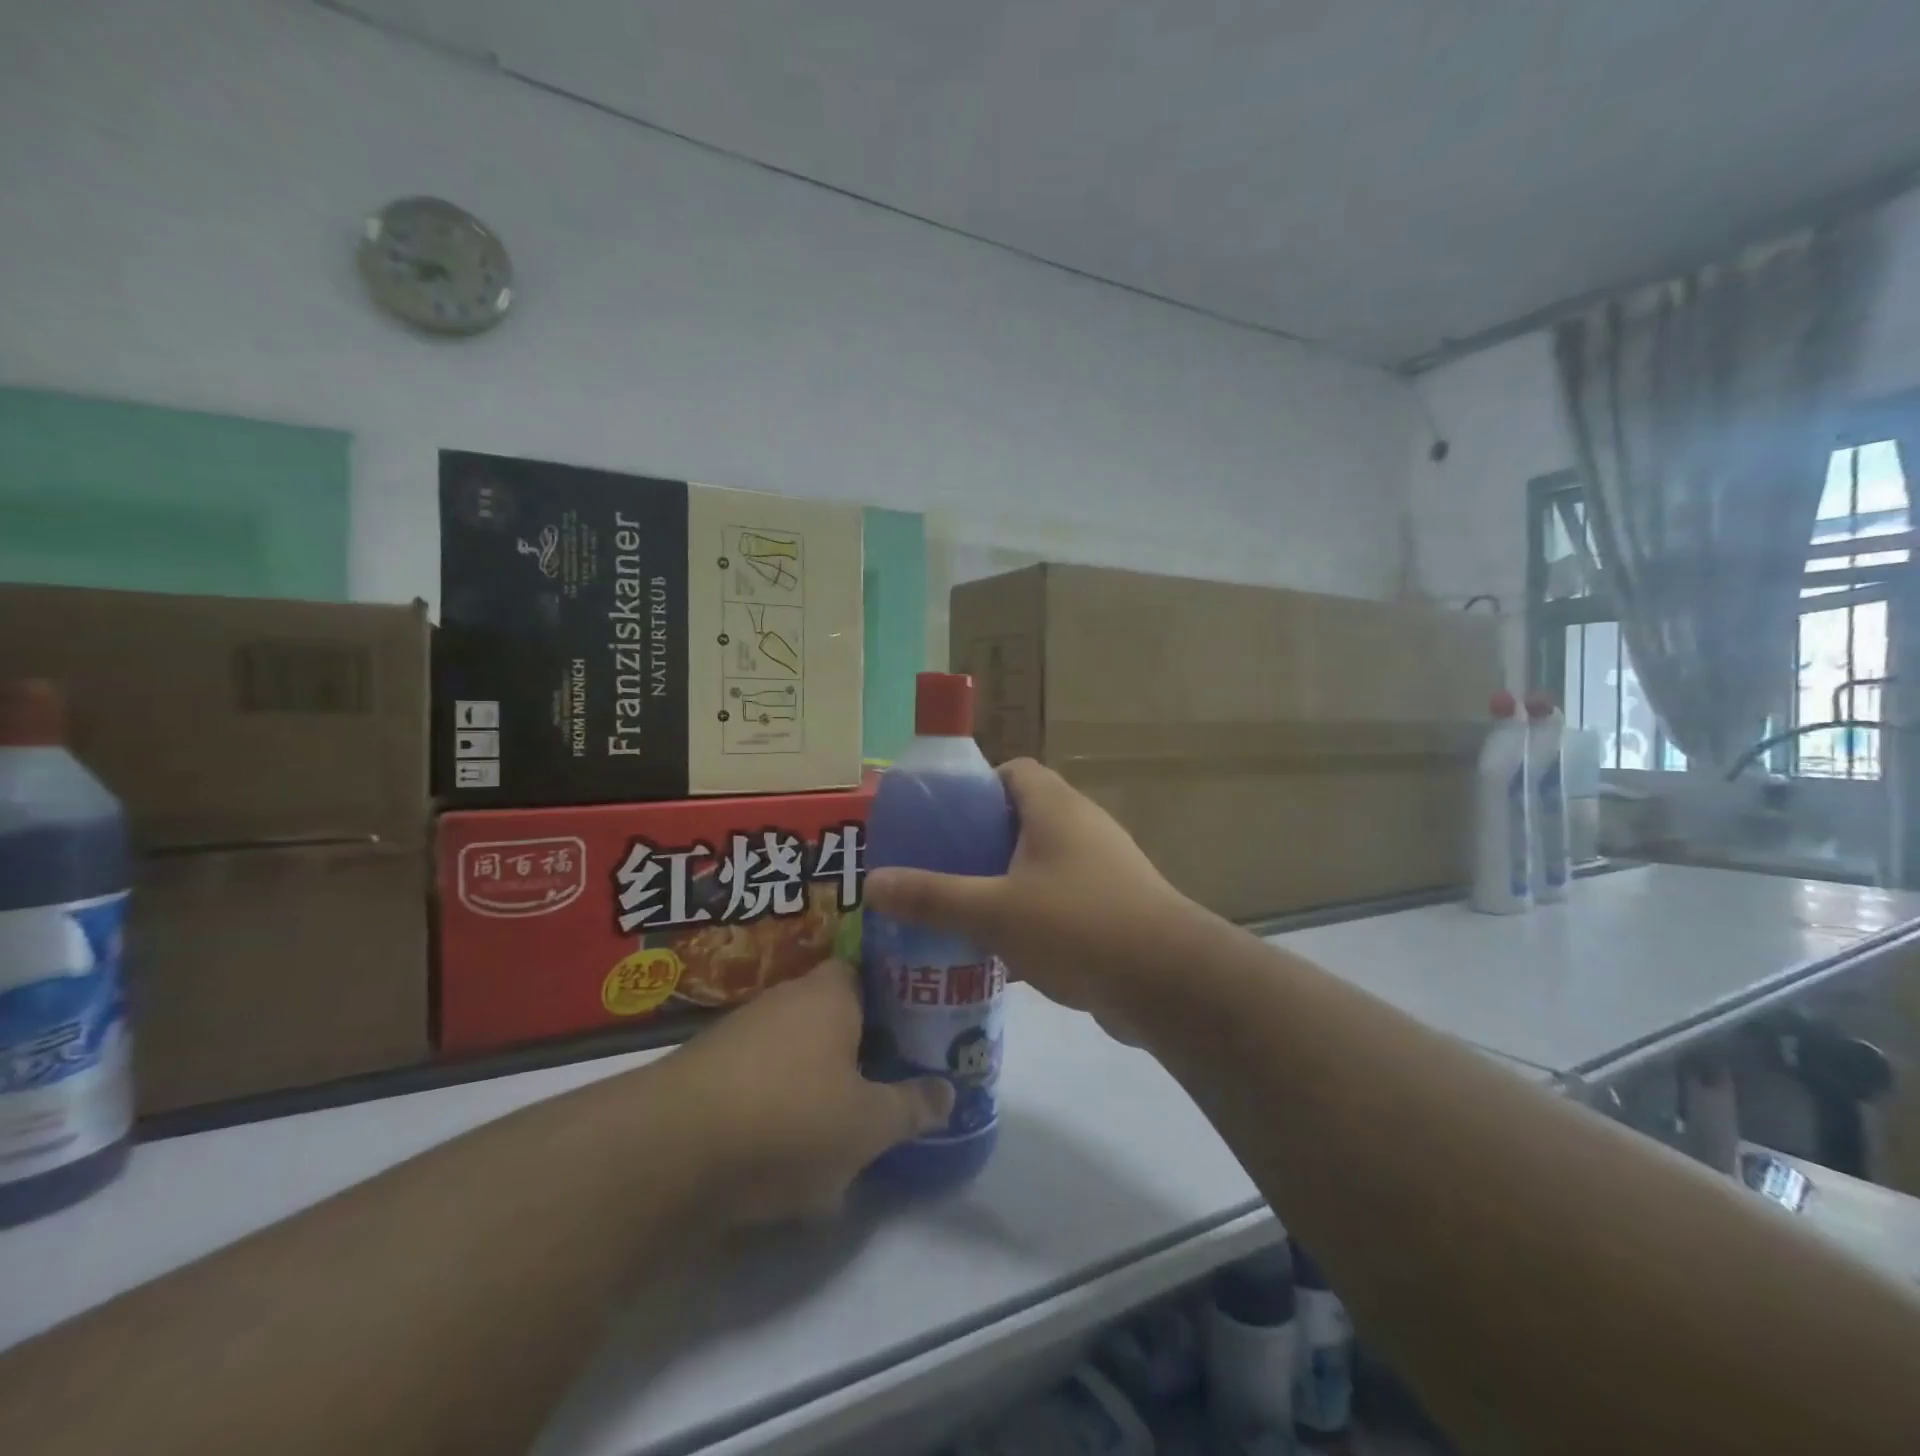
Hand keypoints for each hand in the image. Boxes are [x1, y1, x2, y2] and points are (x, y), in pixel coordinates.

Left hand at [673, 959, 952, 1223]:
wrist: (668, 1152)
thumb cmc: (789, 1118)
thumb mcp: (868, 1124)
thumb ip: (912, 1106)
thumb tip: (949, 1092)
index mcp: (831, 992)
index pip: (872, 973)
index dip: (898, 999)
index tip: (918, 1032)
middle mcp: (786, 999)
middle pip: (837, 1015)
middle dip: (863, 1051)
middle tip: (890, 1087)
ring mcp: (741, 1033)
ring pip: (799, 1053)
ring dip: (821, 1086)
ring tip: (845, 1135)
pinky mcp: (707, 1072)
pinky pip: (762, 1083)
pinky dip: (780, 1110)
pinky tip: (787, 1158)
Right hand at [863, 759, 1193, 1040]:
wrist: (1169, 983)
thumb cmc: (1077, 926)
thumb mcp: (994, 911)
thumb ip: (932, 898)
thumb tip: (873, 885)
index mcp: (1055, 808)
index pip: (1012, 771)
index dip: (974, 786)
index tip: (941, 820)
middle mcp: (1082, 827)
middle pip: (1022, 818)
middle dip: (980, 841)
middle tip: (939, 869)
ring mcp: (1104, 869)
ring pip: (1040, 863)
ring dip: (1004, 882)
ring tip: (962, 910)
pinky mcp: (1114, 908)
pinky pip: (1060, 899)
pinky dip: (1031, 915)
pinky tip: (1002, 949)